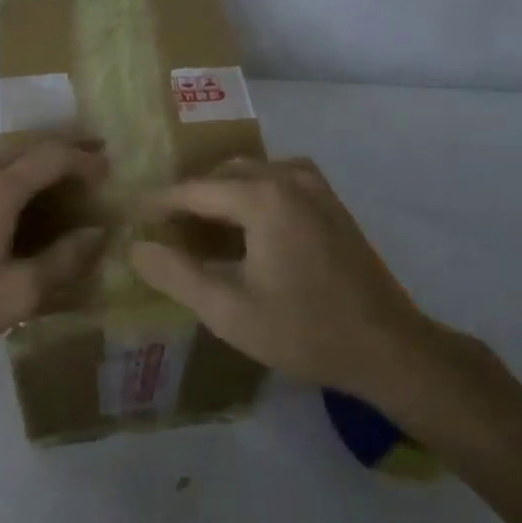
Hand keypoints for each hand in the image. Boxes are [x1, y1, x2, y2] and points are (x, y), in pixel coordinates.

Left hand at [0, 131, 108, 367]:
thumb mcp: (18, 293)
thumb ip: (63, 260)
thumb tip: (97, 233)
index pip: (50, 157)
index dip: (83, 159)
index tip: (109, 168)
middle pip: (23, 142)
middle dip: (60, 144)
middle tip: (91, 153)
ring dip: (33, 151)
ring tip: (60, 167)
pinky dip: (10, 165)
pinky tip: (17, 191)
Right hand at [129, 157, 481, 406]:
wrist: (389, 348)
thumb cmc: (305, 332)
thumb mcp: (229, 312)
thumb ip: (176, 276)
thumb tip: (134, 248)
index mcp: (262, 198)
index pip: (194, 189)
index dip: (160, 203)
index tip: (132, 217)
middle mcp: (288, 178)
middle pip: (223, 175)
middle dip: (192, 197)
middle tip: (165, 230)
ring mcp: (315, 186)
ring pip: (252, 174)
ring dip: (222, 194)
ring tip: (200, 230)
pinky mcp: (331, 202)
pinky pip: (278, 182)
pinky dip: (252, 195)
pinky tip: (245, 230)